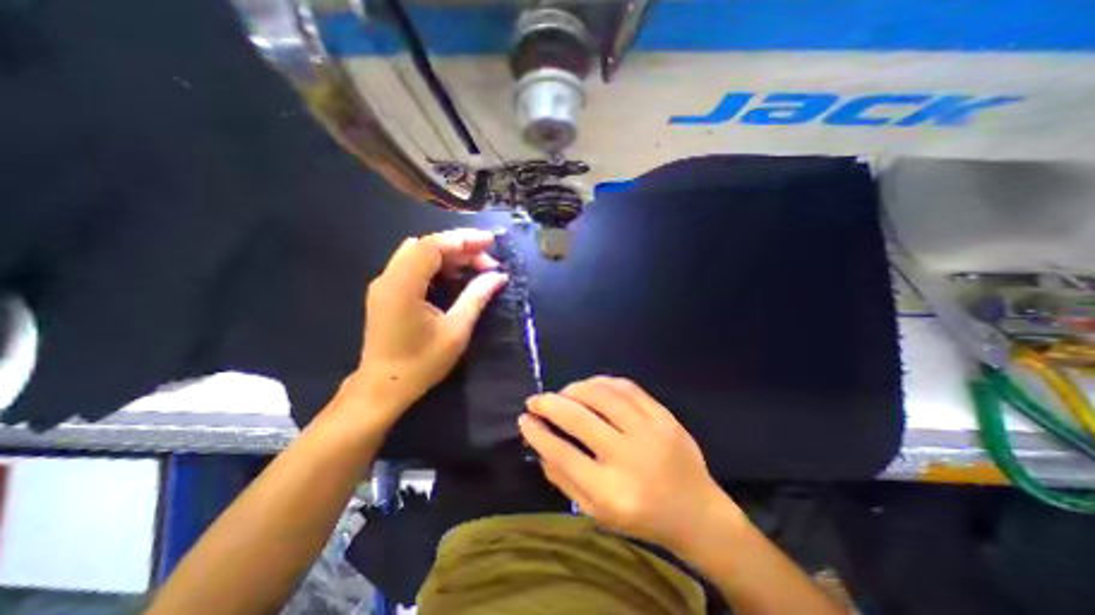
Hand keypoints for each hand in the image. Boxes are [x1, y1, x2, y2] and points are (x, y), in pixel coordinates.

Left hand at [351, 228, 508, 422]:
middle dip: (460, 247)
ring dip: (450, 255)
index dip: (463, 239)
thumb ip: (477, 297)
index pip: (432, 246)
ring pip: (420, 253)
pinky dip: (437, 265)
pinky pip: (414, 266)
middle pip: (426, 245)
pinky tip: (456, 276)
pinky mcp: (387, 292)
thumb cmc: (421, 363)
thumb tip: (499, 276)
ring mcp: (384, 283)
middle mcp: (388, 277)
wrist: (383, 388)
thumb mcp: (456, 330)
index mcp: (402, 286)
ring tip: (476, 267)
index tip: (491, 243)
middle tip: (488, 262)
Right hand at [518, 378, 742, 554]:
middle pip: (579, 419)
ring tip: (562, 393)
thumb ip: (565, 481)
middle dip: (549, 404)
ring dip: (575, 389)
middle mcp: (629, 457)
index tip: (523, 419)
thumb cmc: (643, 518)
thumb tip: (540, 446)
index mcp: (611, 492)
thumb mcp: (599, 514)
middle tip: (535, 400)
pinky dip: (602, 382)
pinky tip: (590, 386)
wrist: (698, 512)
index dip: (537, 433)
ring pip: (602, 396)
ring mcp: (650, 431)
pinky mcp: (663, 415)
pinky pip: (627, 388)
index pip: (562, 453)